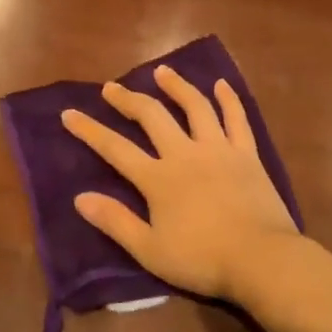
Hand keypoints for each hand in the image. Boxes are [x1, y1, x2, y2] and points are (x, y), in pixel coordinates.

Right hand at [62, 65, 298, 302]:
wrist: (261, 259)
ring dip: (176, 86)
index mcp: (158, 179)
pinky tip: (221, 84)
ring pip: (195, 107)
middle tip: (111, 87)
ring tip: (162, 71)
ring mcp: (218, 149)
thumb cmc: (202, 260)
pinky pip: (237, 119)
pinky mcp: (247, 154)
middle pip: (152, 117)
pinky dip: (228, 100)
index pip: (115, 148)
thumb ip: (115, 221)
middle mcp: (185, 154)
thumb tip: (80, 197)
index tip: (69, 113)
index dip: (90, 130)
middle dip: (128, 99)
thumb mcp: (150, 250)